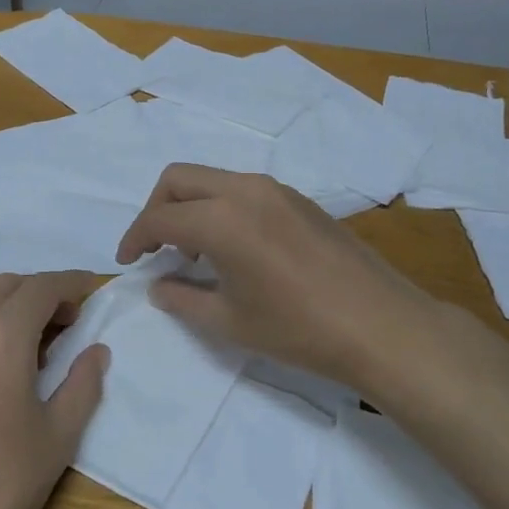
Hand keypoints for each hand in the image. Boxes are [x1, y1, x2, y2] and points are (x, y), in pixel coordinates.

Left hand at [0, 273, 108, 508]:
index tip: (91, 289)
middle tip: (67, 322)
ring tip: (32, 344)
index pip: (41, 287)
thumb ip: (83, 383)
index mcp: (1, 335)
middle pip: (6, 287)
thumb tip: (96, 351)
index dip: (70, 283)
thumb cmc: (2, 484)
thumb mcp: (58, 435)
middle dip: (40, 293)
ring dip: (8, 308)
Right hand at [116, 164, 442, 392]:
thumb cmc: (298, 329)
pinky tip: (233, 248)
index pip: (159, 217)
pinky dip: (220, 207)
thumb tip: (158, 285)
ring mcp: (276, 190)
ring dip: (190, 206)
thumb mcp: (229, 321)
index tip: (127, 262)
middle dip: (156, 209)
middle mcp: (244, 190)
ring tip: (193, 253)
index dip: (134, 239)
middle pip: (179, 179)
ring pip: (212, 179)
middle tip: (154, 248)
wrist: (382, 326)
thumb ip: (182, 299)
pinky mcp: (299, 199)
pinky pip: (242, 190)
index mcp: (221, 219)